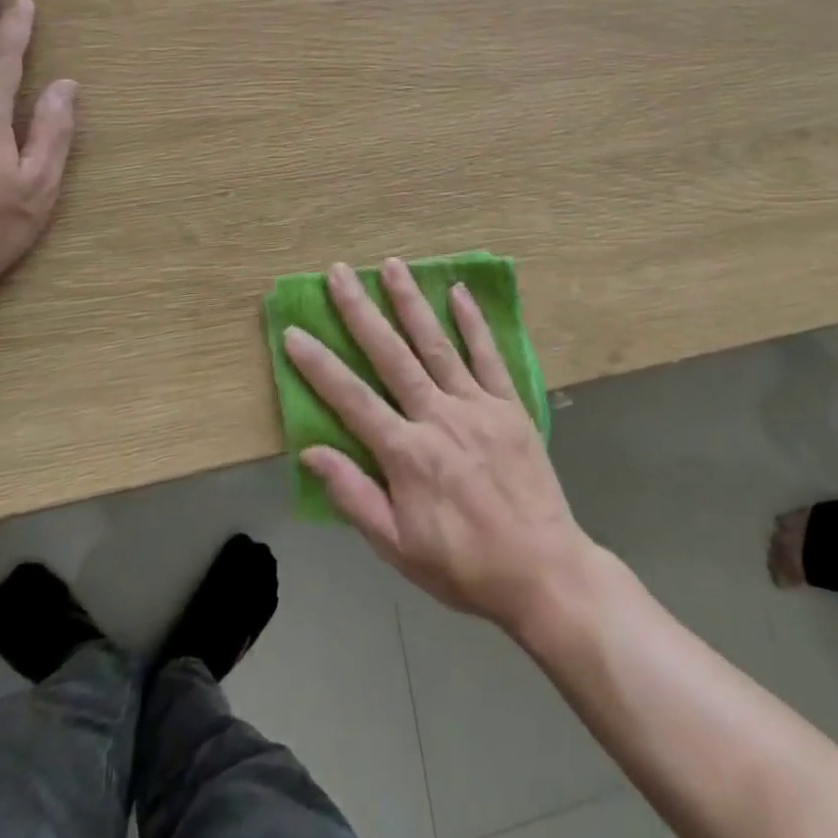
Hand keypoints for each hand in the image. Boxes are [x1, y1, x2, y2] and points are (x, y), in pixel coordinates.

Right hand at [286, 259, 596, 638]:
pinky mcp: (509, 405)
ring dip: (411, 302)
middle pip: (391, 355)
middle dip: (361, 312)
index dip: (318, 365)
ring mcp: (477, 406)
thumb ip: (354, 495)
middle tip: (339, 273)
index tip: (294, 332)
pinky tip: (458, 292)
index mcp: (406, 454)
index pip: (351, 399)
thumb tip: (311, 451)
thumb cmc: (463, 565)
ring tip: (391, 265)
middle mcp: (438, 417)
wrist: (543, 573)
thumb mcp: (397, 547)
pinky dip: (473, 323)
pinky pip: (489, 356)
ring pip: (436, 344)